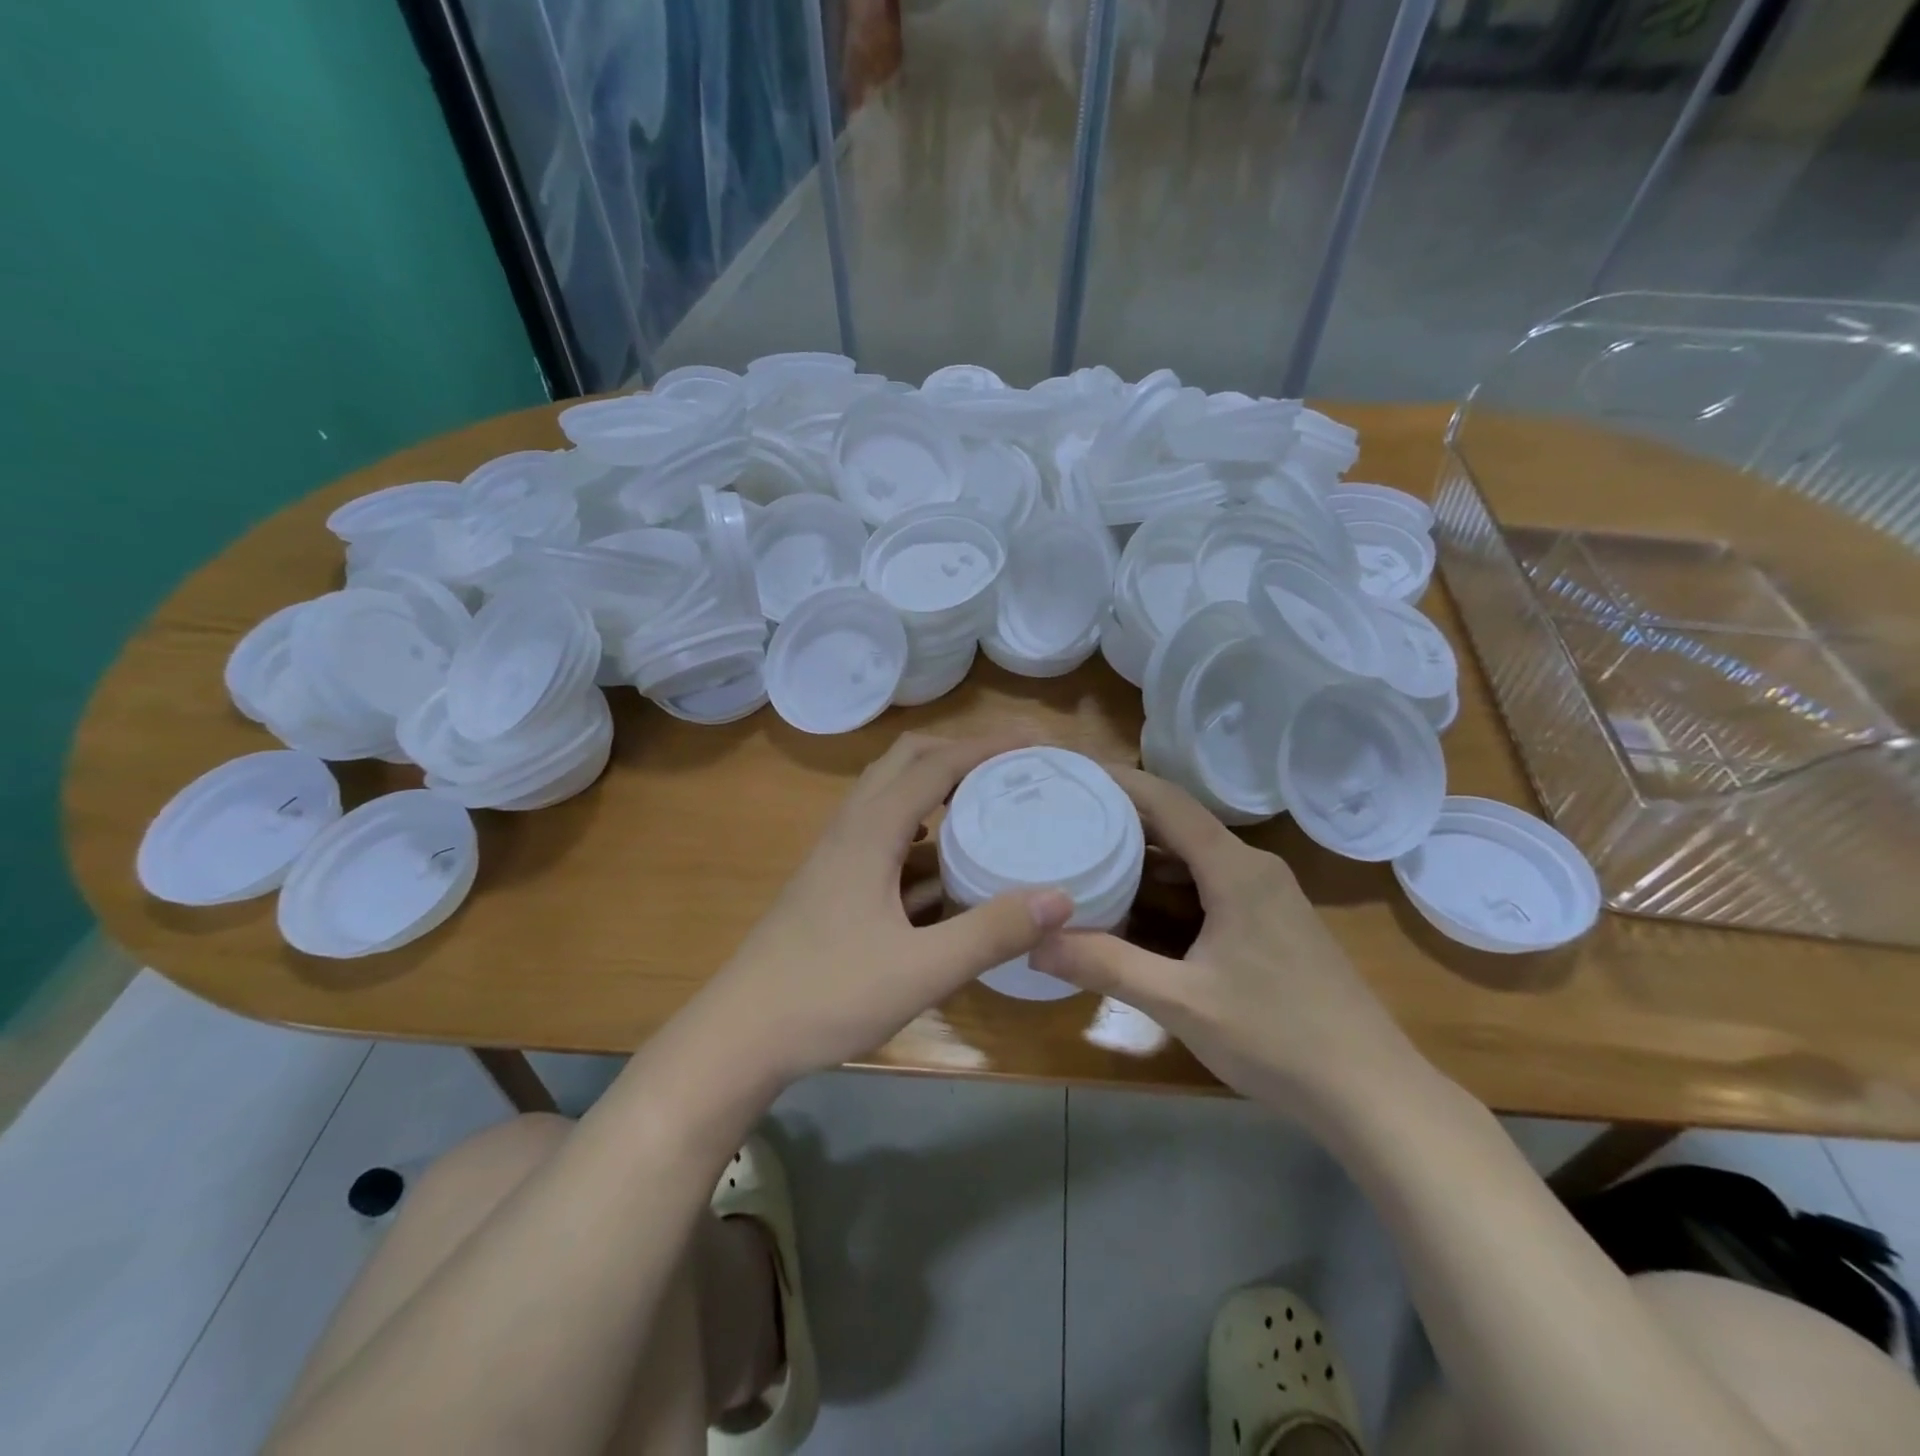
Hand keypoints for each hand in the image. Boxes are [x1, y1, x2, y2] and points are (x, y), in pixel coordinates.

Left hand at [692, 732, 1074, 1084]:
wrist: (741, 1035)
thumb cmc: (828, 995)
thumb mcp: (921, 970)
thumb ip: (991, 933)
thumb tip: (1061, 897)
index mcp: (870, 831)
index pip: (936, 765)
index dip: (987, 746)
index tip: (1036, 741)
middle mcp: (851, 828)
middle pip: (906, 762)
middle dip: (960, 753)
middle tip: (1010, 766)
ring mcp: (836, 856)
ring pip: (891, 797)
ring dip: (937, 788)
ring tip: (985, 804)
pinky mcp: (832, 883)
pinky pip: (883, 835)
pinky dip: (920, 833)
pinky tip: (944, 868)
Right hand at [1030, 768, 1418, 1109]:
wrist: (1372, 1092)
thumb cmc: (1278, 1038)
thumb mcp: (1182, 1003)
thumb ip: (1106, 966)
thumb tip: (1034, 945)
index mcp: (1235, 870)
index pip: (1168, 802)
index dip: (1118, 782)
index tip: (1071, 773)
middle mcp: (1254, 868)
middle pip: (1179, 823)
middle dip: (1122, 817)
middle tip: (1066, 817)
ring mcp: (1268, 895)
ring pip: (1195, 856)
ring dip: (1145, 854)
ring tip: (1088, 853)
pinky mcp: (1273, 922)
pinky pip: (1210, 883)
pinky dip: (1169, 884)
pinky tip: (1137, 905)